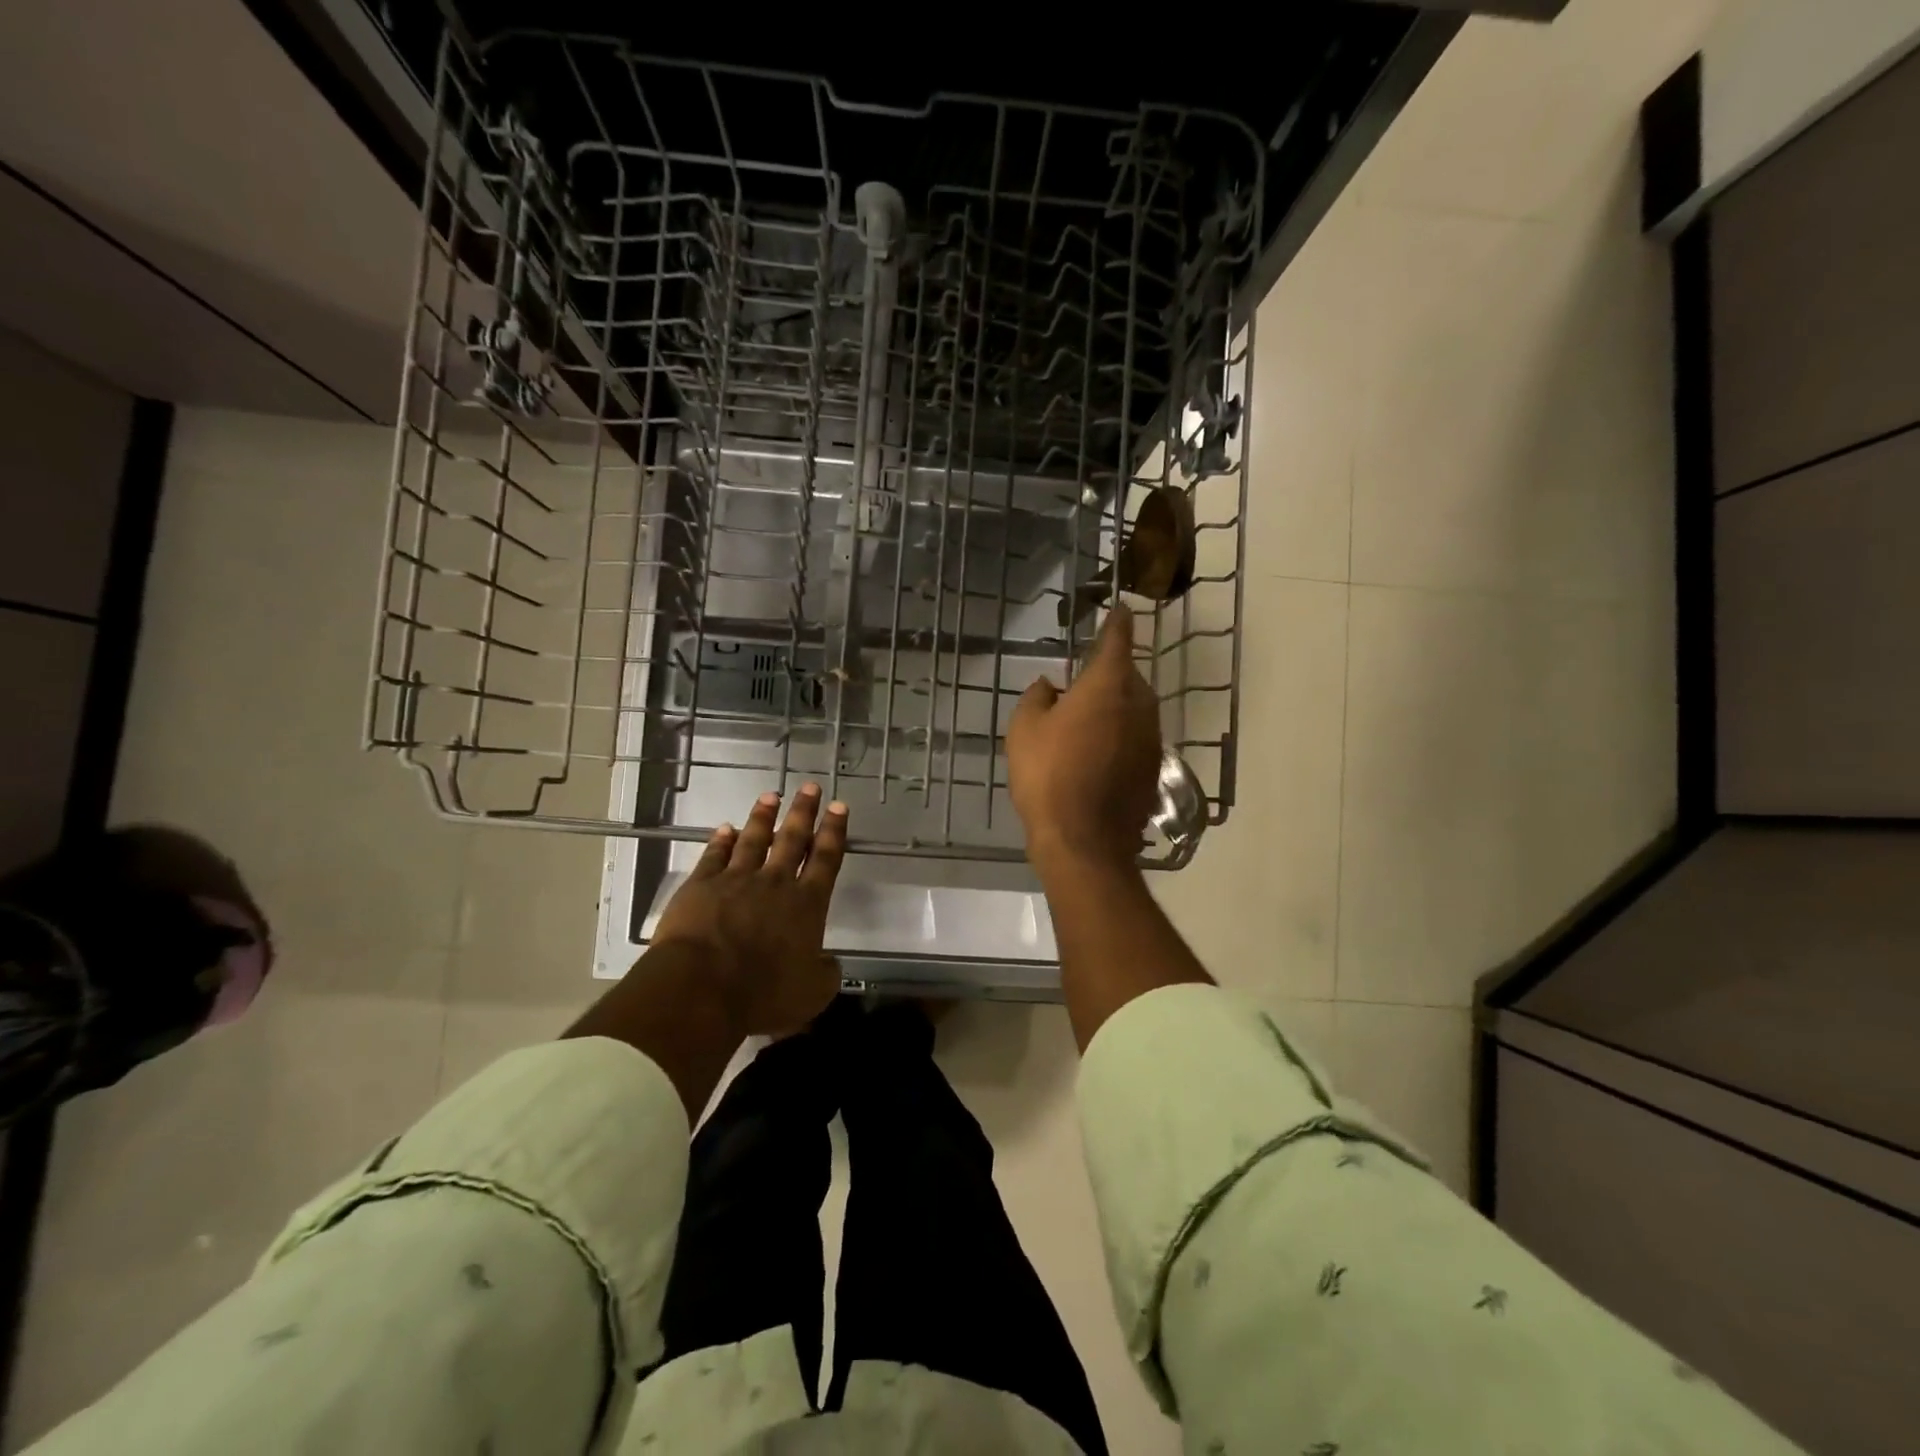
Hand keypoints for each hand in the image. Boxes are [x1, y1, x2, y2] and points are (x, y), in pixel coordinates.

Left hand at [651, 784, 848, 1036]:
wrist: (702, 987)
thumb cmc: (763, 993)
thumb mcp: (812, 994)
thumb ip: (825, 974)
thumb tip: (828, 963)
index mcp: (807, 905)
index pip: (826, 859)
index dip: (834, 832)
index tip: (839, 807)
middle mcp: (775, 883)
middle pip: (792, 839)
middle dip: (803, 812)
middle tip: (810, 787)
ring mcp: (736, 880)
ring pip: (754, 840)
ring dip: (763, 817)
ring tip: (771, 796)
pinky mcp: (701, 886)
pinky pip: (714, 856)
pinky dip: (721, 841)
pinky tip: (725, 828)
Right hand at [1007, 604, 1160, 870]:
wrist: (1084, 840)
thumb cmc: (1048, 775)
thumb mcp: (1024, 729)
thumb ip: (1037, 698)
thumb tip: (1050, 686)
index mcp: (1108, 686)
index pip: (1117, 640)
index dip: (1116, 622)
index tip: (1120, 608)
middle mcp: (1139, 705)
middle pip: (1128, 677)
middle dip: (1110, 673)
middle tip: (1084, 679)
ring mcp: (1151, 739)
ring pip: (1135, 709)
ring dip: (1115, 707)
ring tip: (1087, 719)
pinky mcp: (1152, 768)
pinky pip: (1136, 738)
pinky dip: (1120, 736)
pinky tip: (1097, 753)